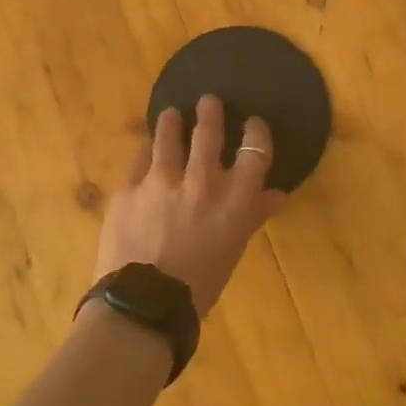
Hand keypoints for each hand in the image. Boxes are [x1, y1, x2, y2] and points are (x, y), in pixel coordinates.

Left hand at [92, 95, 286, 315]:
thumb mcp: (233, 250)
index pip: (256, 153)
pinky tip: (144, 146)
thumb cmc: (199, 286)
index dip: (257, 133)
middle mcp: (201, 182)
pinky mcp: (128, 188)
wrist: (144, 304)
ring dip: (172, 122)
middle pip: (209, 134)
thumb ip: (252, 216)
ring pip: (168, 137)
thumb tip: (276, 195)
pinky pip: (138, 158)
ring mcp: (161, 181)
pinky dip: (144, 150)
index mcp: (234, 202)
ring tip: (172, 114)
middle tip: (209, 101)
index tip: (254, 123)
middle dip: (210, 113)